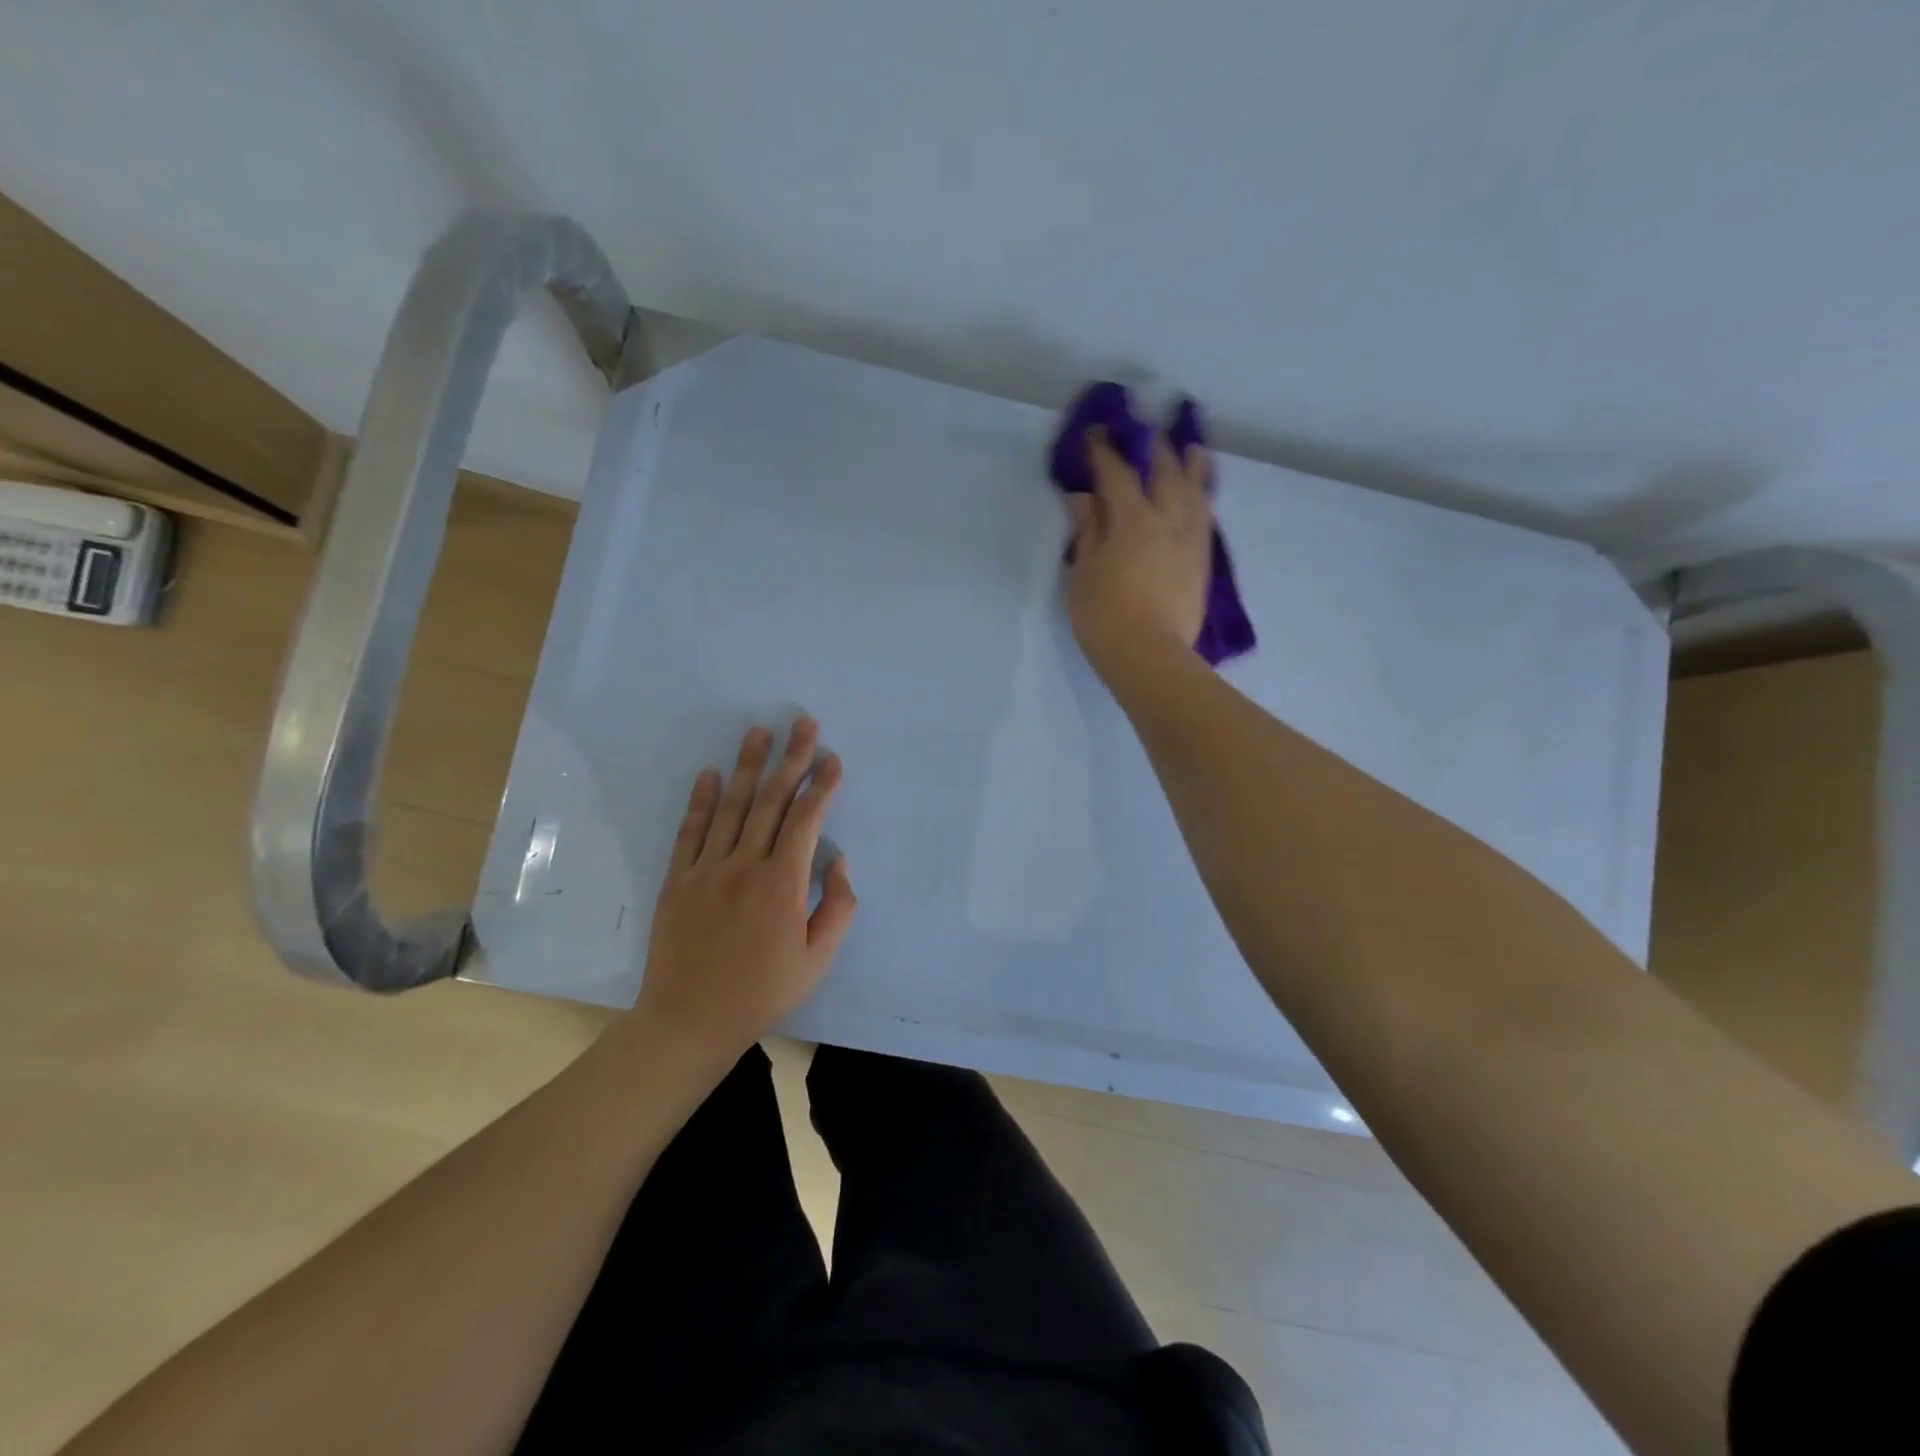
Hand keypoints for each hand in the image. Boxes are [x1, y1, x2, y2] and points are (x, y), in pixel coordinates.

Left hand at [632, 717, 856, 1065]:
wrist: (689, 1020)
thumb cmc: (762, 992)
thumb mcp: (817, 961)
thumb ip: (837, 909)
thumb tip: (840, 863)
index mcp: (783, 884)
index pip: (806, 820)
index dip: (822, 786)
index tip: (832, 760)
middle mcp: (745, 865)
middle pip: (772, 801)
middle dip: (791, 758)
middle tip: (802, 723)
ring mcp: (707, 869)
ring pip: (732, 806)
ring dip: (748, 766)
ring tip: (760, 732)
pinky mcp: (678, 879)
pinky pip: (690, 831)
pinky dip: (701, 800)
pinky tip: (710, 774)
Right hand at [1064, 429, 1212, 689]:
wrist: (1149, 656)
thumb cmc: (1104, 616)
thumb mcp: (1083, 572)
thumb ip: (1088, 530)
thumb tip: (1086, 497)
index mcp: (1132, 519)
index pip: (1117, 473)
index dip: (1104, 451)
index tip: (1095, 433)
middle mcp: (1167, 518)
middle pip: (1163, 471)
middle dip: (1152, 447)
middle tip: (1144, 429)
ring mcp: (1190, 538)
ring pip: (1194, 489)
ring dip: (1190, 464)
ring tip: (1191, 446)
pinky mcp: (1201, 560)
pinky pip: (1205, 515)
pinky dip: (1203, 496)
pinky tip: (1202, 492)